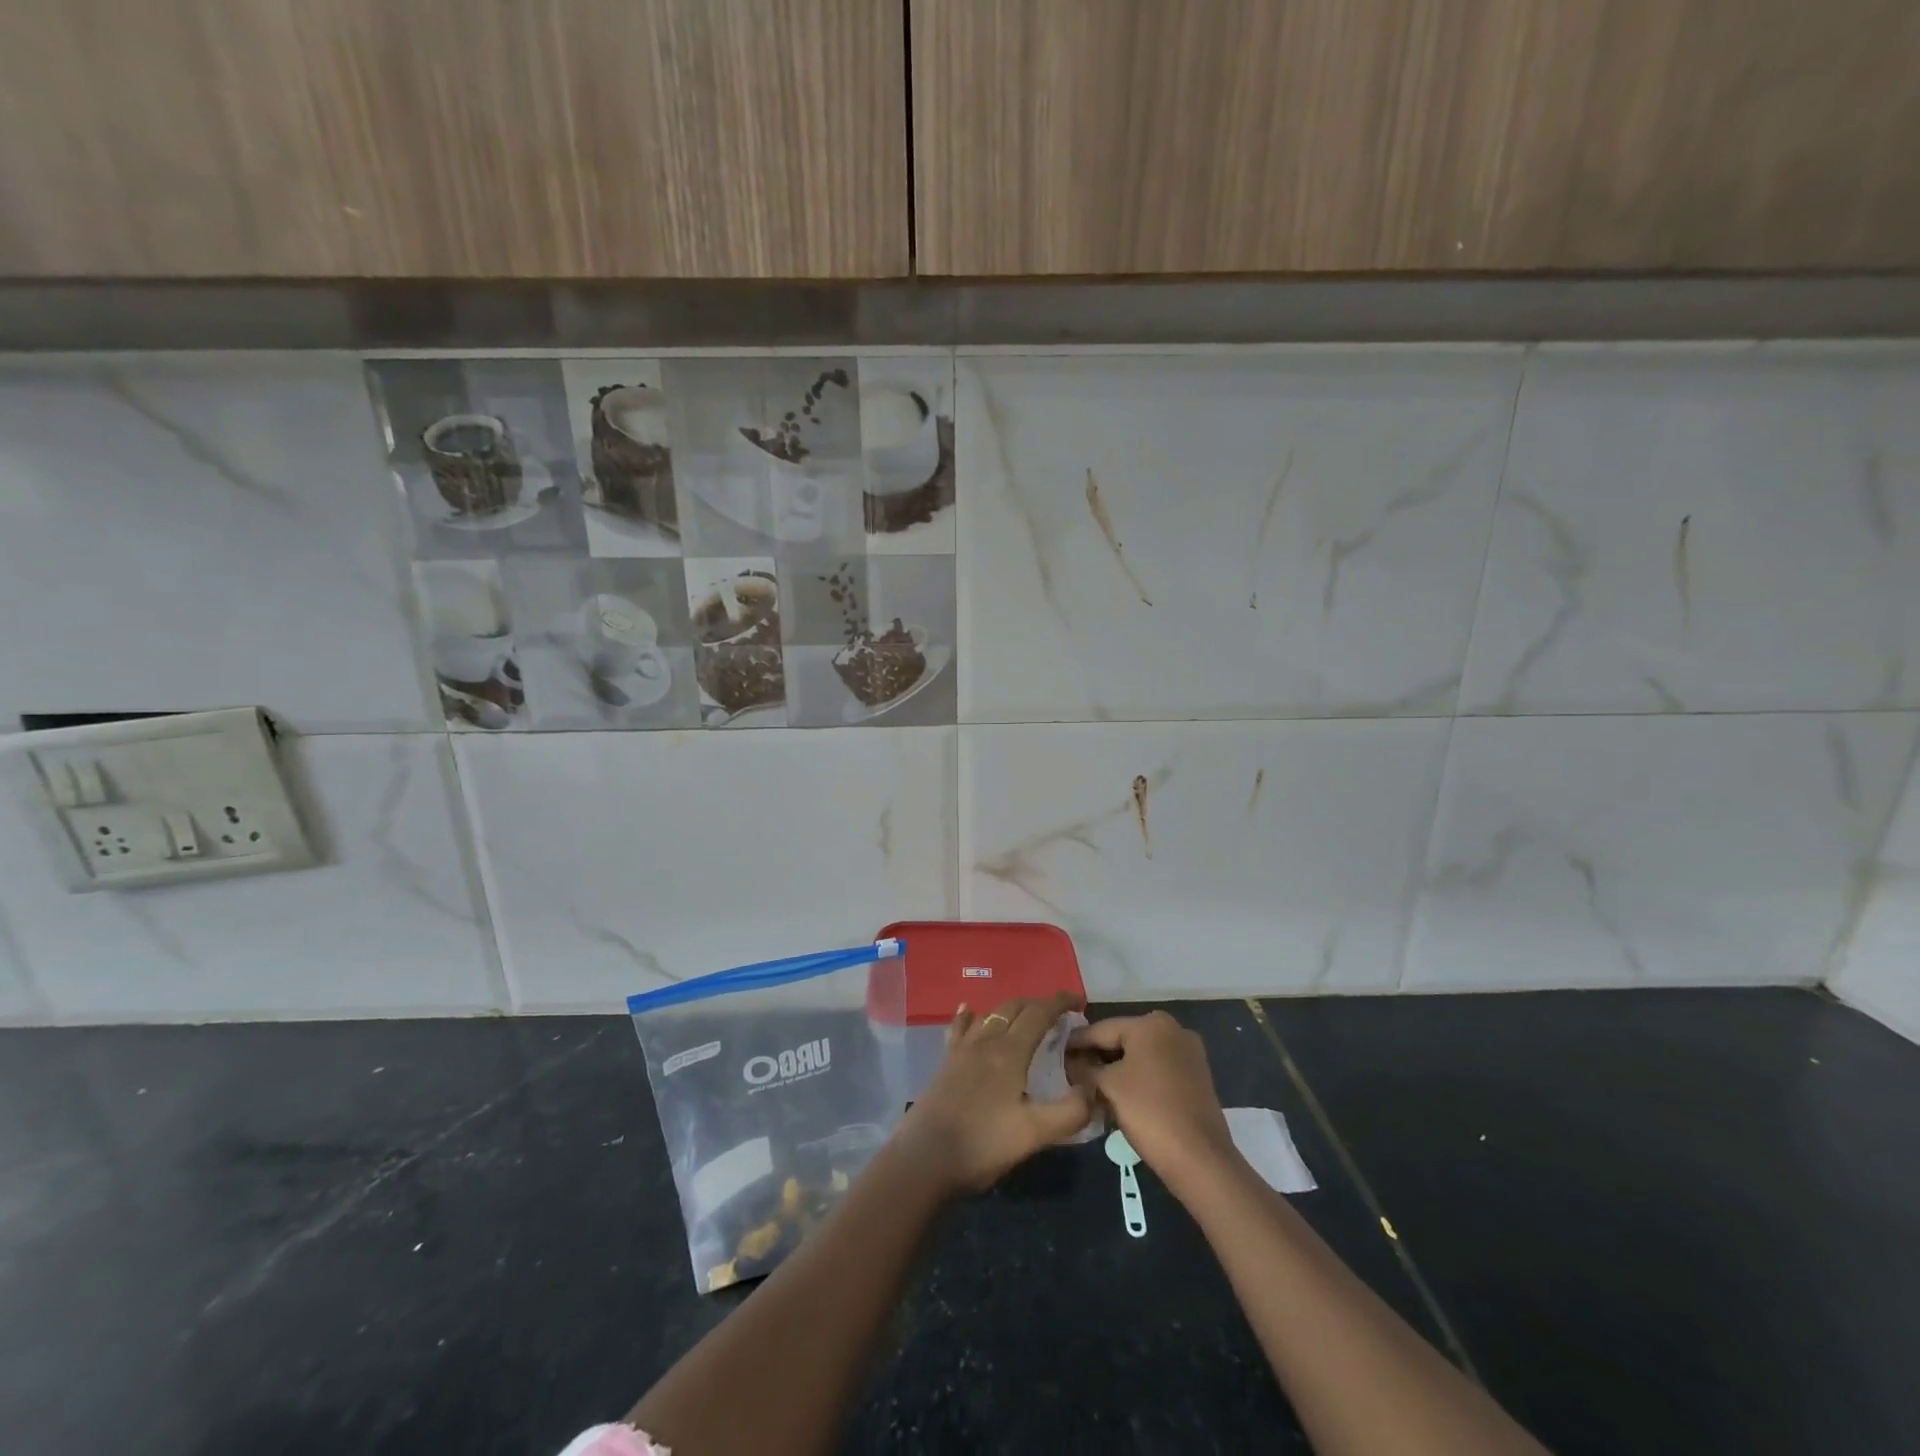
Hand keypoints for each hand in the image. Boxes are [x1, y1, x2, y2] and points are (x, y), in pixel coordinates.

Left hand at [892, 993, 1094, 1196]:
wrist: (924, 1159)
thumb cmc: (983, 1144)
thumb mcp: (1035, 1134)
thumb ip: (1070, 1111)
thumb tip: (1094, 1088)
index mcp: (1009, 1052)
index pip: (1038, 1014)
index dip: (1059, 1003)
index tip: (1077, 1000)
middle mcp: (985, 1041)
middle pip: (1013, 1008)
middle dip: (1037, 1004)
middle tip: (1057, 1014)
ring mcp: (961, 1050)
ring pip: (989, 1015)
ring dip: (1011, 1010)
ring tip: (1025, 1016)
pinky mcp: (945, 1063)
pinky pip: (961, 1028)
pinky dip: (971, 1016)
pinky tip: (969, 1011)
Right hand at [1070, 1011, 1235, 1193]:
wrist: (1200, 1159)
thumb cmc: (1149, 1112)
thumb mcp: (1108, 1086)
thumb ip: (1085, 1069)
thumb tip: (1070, 1063)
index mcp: (1151, 1024)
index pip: (1102, 1028)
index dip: (1076, 1042)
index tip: (1055, 1052)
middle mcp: (1173, 1029)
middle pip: (1122, 1039)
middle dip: (1097, 1056)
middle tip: (1071, 1071)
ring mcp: (1188, 1053)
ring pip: (1140, 1055)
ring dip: (1116, 1069)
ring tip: (1091, 1085)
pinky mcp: (1196, 1076)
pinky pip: (1157, 1069)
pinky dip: (1137, 1078)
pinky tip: (1118, 1095)